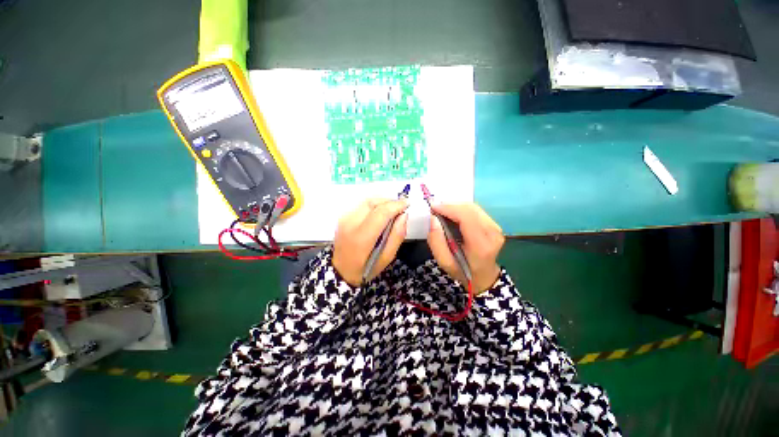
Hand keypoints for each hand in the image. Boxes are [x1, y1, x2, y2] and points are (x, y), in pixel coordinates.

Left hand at [332, 198, 408, 286]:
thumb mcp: (386, 258)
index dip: (396, 205)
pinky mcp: (342, 217)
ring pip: (367, 201)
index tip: (407, 204)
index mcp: (361, 238)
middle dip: (390, 202)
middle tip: (401, 208)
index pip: (381, 213)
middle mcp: (350, 224)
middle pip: (373, 203)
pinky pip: (361, 205)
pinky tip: (380, 213)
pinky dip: (374, 206)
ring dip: (382, 202)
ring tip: (392, 210)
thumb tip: (403, 215)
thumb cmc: (365, 269)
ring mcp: (344, 219)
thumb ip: (397, 236)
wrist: (340, 271)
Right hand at [427, 203, 503, 294]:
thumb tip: (434, 218)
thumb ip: (436, 241)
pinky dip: (462, 209)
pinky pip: (476, 210)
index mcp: (481, 245)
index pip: (466, 218)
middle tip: (435, 209)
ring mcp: (496, 228)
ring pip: (473, 207)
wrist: (483, 276)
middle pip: (470, 209)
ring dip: (456, 206)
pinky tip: (453, 214)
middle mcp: (492, 233)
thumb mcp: (444, 262)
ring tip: (442, 211)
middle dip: (450, 206)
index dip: (449, 209)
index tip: (433, 207)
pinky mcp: (494, 225)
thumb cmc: (462, 271)